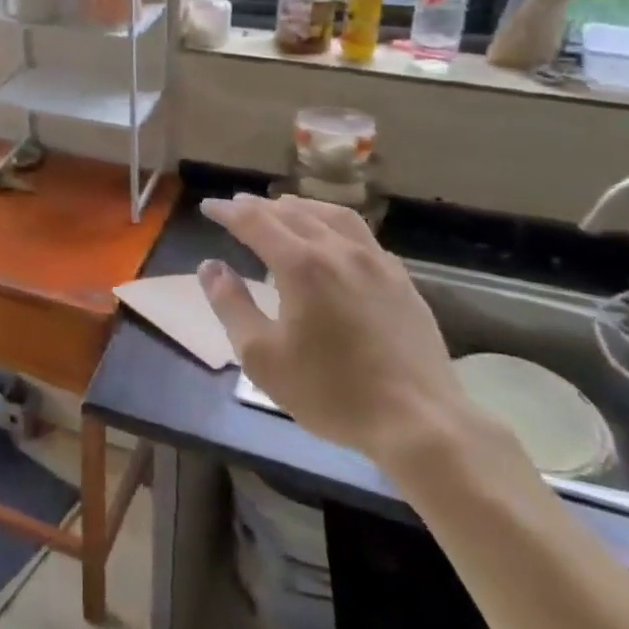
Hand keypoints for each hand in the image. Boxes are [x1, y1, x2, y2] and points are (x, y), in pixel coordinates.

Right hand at [196, 193, 464, 466]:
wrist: (420, 422)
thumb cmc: (331, 392)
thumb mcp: (262, 357)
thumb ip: (232, 306)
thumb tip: (210, 267)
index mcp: (301, 265)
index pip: (254, 222)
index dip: (228, 211)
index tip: (208, 206)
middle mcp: (338, 250)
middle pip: (292, 212)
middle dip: (259, 206)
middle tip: (237, 205)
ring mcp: (376, 262)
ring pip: (332, 216)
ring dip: (300, 207)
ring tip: (282, 208)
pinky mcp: (401, 280)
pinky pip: (361, 235)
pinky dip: (334, 224)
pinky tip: (333, 239)